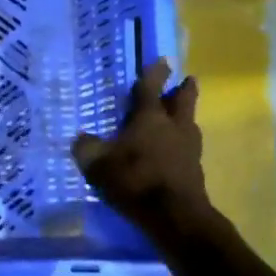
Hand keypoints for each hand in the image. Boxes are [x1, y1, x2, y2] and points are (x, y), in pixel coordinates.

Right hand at [72, 59, 218, 239]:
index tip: (163, 60)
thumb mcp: (96, 163)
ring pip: (189, 124)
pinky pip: (188, 148)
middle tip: (187, 80)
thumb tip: (81, 139)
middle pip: (183, 101)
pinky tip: (173, 151)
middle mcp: (173, 127)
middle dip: (184, 90)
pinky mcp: (194, 171)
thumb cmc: (134, 179)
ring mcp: (189, 149)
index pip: (151, 88)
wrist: (174, 215)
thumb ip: (86, 148)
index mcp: (149, 117)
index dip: (155, 73)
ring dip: (185, 117)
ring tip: (180, 116)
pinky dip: (181, 144)